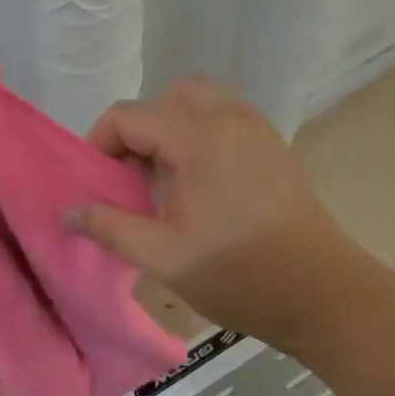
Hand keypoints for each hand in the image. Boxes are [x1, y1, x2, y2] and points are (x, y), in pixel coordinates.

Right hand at [64, 76, 363, 350]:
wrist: (327, 297)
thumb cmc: (241, 276)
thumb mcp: (164, 257)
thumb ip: (110, 226)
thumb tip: (67, 211)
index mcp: (199, 138)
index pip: (129, 116)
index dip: (99, 143)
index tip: (96, 184)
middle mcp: (228, 118)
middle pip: (166, 97)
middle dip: (138, 129)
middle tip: (132, 176)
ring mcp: (257, 128)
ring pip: (199, 100)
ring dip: (171, 126)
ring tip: (165, 176)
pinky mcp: (274, 145)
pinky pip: (225, 115)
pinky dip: (200, 131)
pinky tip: (199, 180)